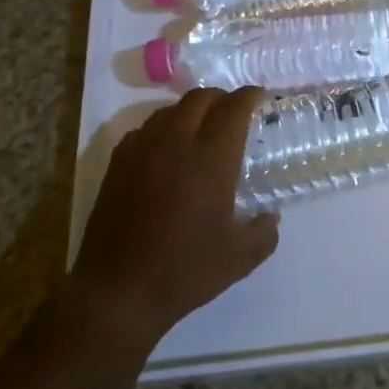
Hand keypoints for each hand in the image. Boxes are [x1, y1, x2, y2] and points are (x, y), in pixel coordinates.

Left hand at [70, 87, 279, 350]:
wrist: (118, 291)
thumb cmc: (184, 272)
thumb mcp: (239, 259)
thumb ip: (264, 233)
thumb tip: (271, 217)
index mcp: (211, 159)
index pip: (233, 108)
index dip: (249, 96)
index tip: (260, 97)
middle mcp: (176, 143)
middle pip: (200, 98)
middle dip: (221, 98)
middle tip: (233, 112)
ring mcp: (142, 149)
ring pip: (170, 110)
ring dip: (191, 110)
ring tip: (202, 128)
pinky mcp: (118, 162)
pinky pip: (145, 129)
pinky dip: (163, 128)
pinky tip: (167, 150)